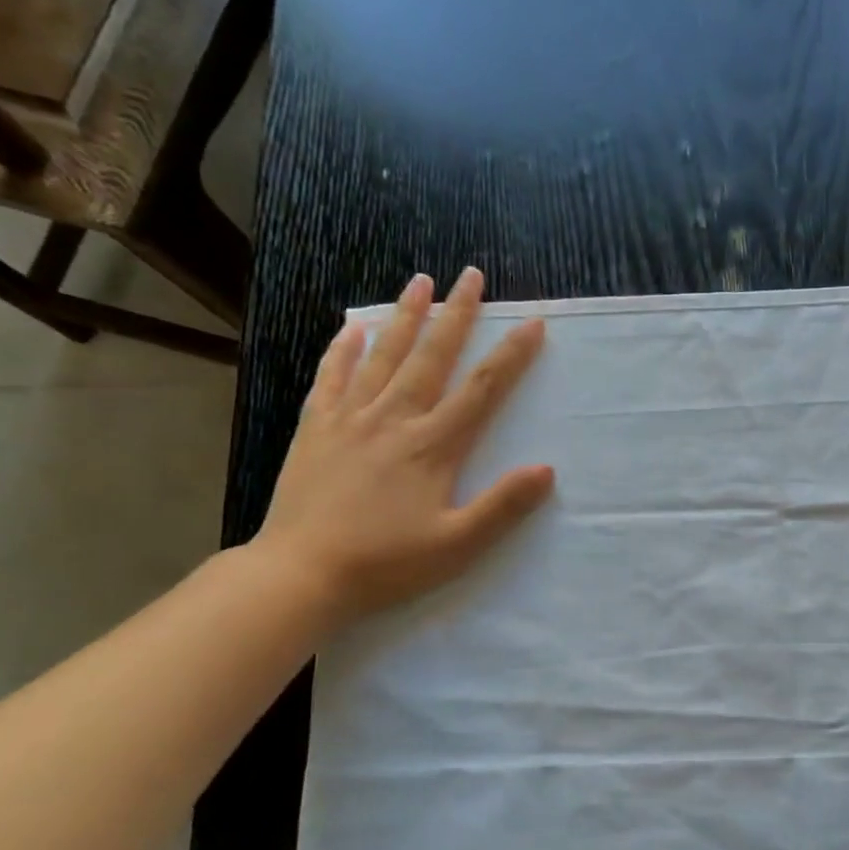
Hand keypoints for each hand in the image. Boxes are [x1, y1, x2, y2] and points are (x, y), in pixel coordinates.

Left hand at [252, 268, 554, 626]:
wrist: (301, 573)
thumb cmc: (386, 564)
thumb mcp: (457, 546)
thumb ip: (503, 506)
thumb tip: (546, 470)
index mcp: (432, 447)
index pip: (481, 390)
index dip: (510, 356)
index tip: (532, 323)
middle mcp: (394, 420)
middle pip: (432, 357)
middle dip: (456, 314)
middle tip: (471, 276)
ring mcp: (350, 420)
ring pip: (383, 356)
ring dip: (404, 317)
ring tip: (419, 281)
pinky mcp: (316, 429)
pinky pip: (331, 377)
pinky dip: (343, 349)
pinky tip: (353, 328)